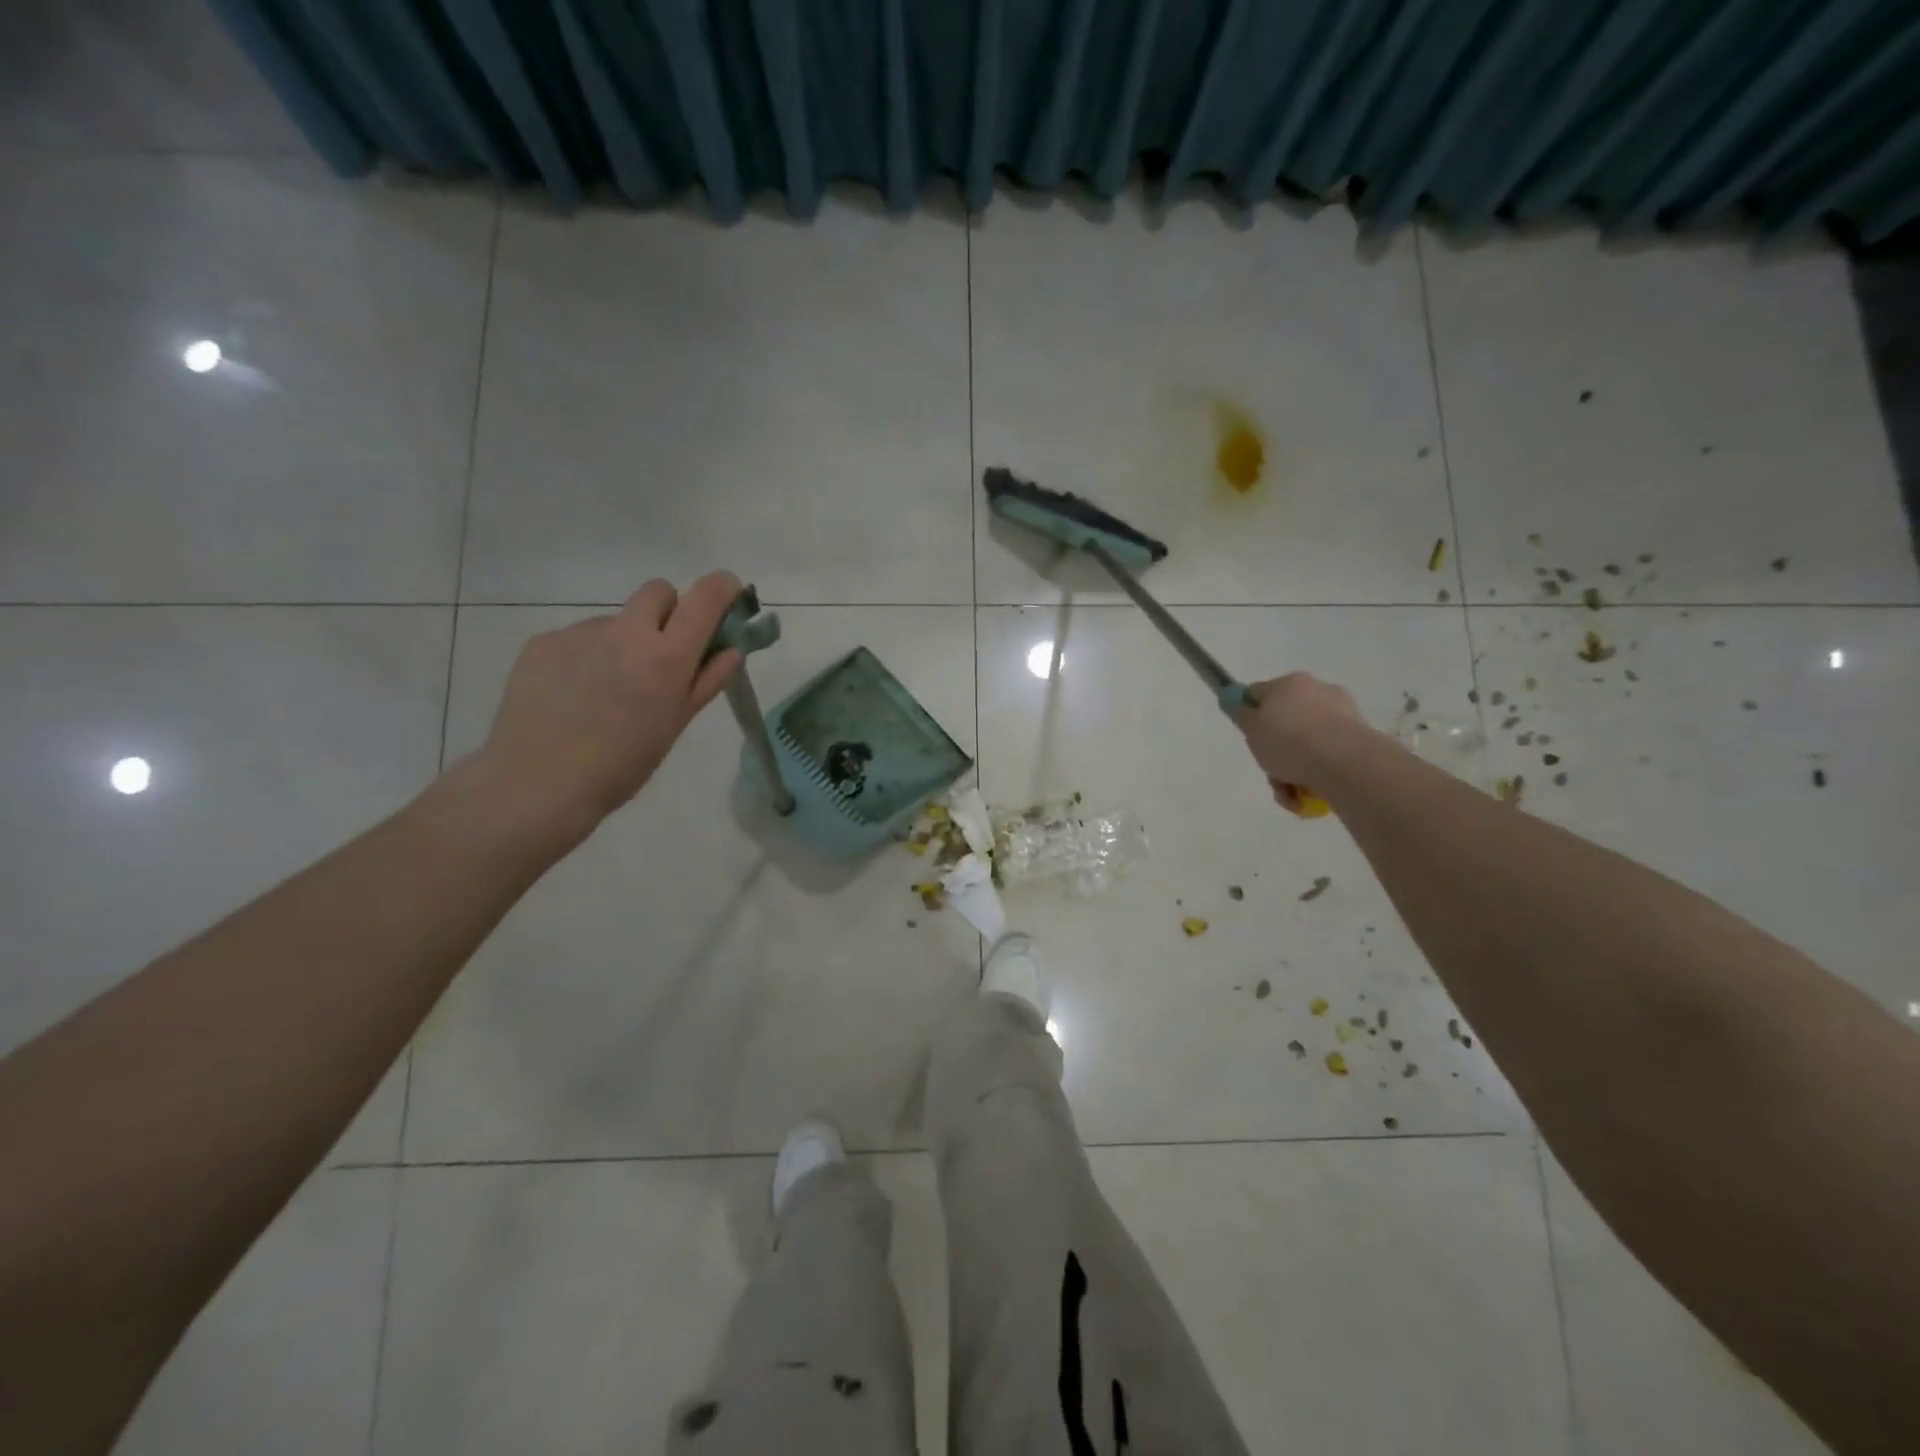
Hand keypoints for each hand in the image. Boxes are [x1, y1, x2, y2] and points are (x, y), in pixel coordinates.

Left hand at [476, 572, 743, 836]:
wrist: (538, 783)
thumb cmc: (623, 764)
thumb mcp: (676, 724)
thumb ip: (707, 680)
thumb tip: (730, 649)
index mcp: (667, 656)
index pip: (704, 598)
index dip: (722, 587)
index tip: (727, 592)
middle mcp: (626, 632)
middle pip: (657, 591)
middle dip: (669, 610)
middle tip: (663, 651)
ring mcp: (581, 633)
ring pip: (616, 620)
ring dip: (623, 641)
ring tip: (607, 690)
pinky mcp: (543, 641)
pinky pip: (579, 638)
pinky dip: (586, 657)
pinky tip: (574, 694)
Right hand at [1232, 672, 1366, 812]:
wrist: (1344, 763)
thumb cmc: (1289, 741)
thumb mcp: (1251, 728)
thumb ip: (1240, 713)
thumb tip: (1231, 698)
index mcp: (1289, 683)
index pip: (1259, 694)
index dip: (1249, 716)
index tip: (1250, 739)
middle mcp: (1317, 691)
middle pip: (1284, 722)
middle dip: (1275, 751)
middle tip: (1270, 772)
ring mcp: (1342, 715)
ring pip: (1306, 743)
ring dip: (1293, 770)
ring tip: (1290, 793)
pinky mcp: (1360, 740)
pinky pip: (1327, 756)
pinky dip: (1316, 775)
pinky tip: (1308, 794)